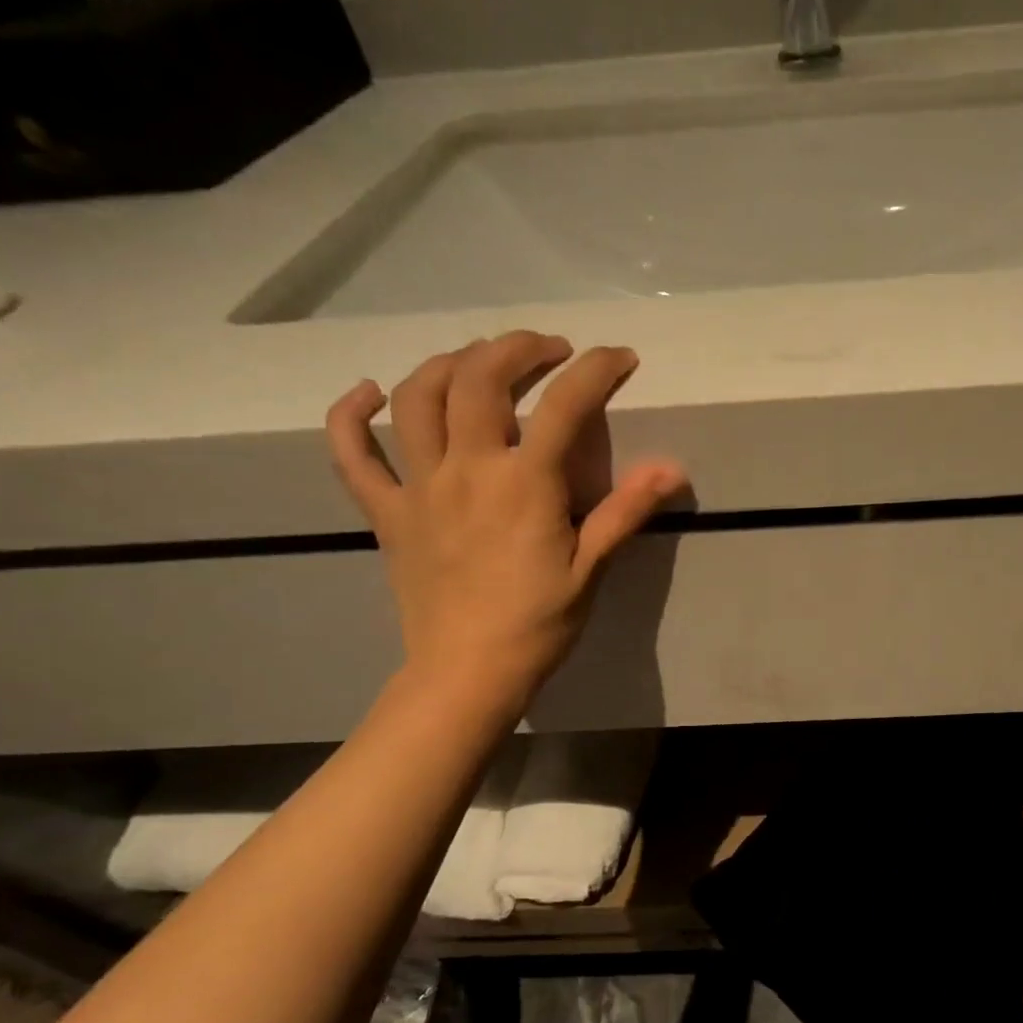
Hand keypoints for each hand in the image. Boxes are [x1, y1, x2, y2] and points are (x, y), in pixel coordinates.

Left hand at [325, 332, 685, 716]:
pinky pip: (351, 454)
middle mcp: (466, 469)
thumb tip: (672, 468)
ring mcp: (417, 487)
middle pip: (479, 379)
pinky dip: (350, 415)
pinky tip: (366, 393)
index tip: (620, 358)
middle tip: (548, 350)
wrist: (467, 673)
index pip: (563, 406)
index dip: (596, 371)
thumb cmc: (538, 624)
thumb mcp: (591, 568)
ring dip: (448, 363)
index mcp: (523, 484)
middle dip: (518, 349)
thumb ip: (626, 510)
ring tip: (478, 360)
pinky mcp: (387, 513)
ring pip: (416, 398)